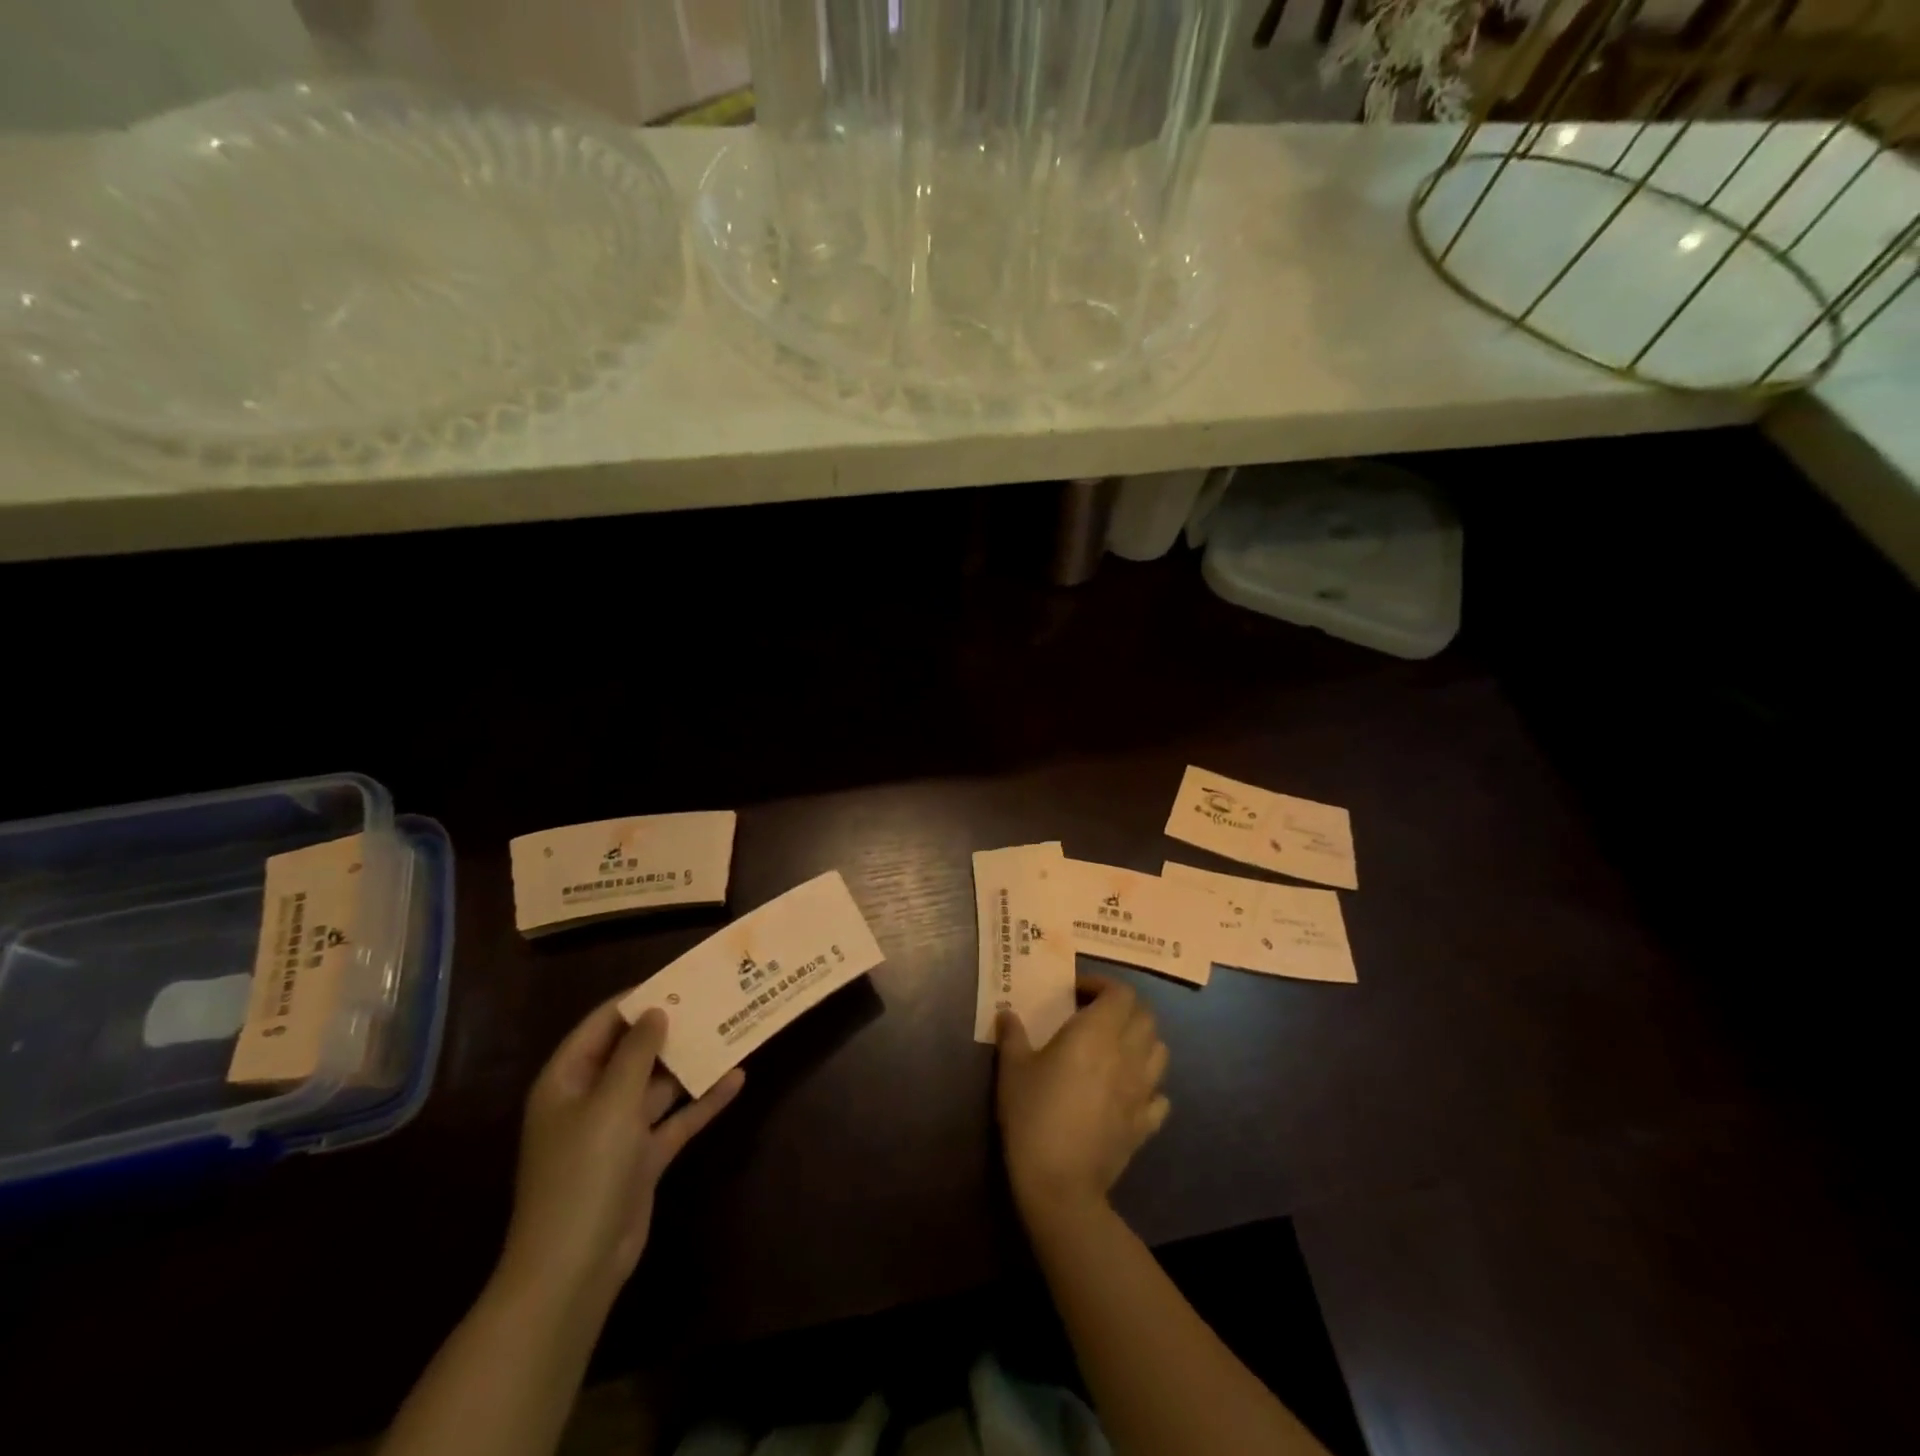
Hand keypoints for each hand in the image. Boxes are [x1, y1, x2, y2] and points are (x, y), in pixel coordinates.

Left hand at [499, 999, 742, 1310]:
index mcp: (567, 1080)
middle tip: (712, 1000)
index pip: (602, 1024)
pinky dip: (702, 1101)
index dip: (637, 1000)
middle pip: (633, 1052)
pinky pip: (676, 1119)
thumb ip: (636, 1053)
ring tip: (729, 1030)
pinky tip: (736, 1079)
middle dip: (670, 1029)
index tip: (678, 979)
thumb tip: (655, 1011)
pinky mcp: (643, 1158)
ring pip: (659, 1084)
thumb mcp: (610, 1103)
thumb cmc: (583, 1172)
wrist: (574, 1268)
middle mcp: (591, 1099)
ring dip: (690, 1063)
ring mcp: (618, 1130)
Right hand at [995, 974, 1169, 1222]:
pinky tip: (1127, 1090)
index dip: (1103, 984)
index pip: (1121, 992)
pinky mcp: (1146, 1123)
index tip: (1077, 991)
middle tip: (1096, 1013)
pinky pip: (1160, 1095)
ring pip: (1160, 1050)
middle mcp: (1127, 1054)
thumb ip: (1012, 1035)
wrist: (1059, 1182)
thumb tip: (1007, 1013)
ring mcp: (1142, 1090)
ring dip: (1142, 1040)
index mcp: (1096, 1033)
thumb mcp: (1012, 1069)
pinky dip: (1149, 1085)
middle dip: (1124, 1007)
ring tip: (1116, 1047)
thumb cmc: (1033, 1115)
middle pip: (1146, 1015)